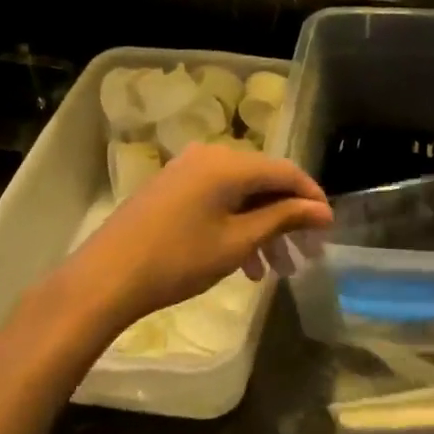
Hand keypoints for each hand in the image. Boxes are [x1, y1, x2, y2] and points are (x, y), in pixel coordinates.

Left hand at [59, 144, 332, 331]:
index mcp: (230, 163)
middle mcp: (211, 156)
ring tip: (276, 270)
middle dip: (288, 219)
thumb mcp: (238, 241)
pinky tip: (244, 263)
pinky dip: (237, 225)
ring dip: (263, 228)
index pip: (287, 171)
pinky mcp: (172, 188)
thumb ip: (283, 219)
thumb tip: (322, 211)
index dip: (312, 199)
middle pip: (264, 182)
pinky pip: (218, 199)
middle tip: (305, 255)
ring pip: (241, 194)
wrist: (105, 277)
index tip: (328, 230)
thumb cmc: (179, 259)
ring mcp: (187, 170)